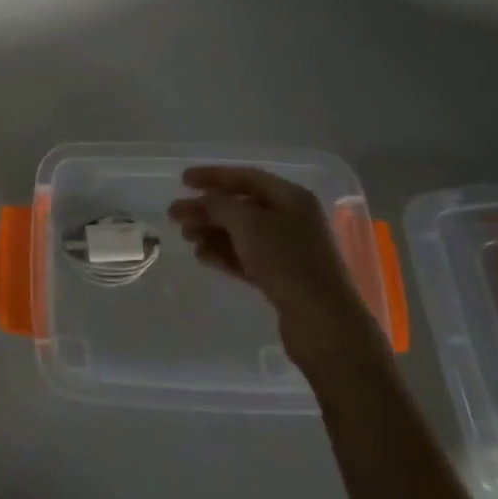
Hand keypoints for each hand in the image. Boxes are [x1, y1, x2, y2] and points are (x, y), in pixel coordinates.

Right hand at [169, 165, 381, 373]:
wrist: (323, 323)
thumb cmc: (286, 262)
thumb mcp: (248, 224)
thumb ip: (220, 204)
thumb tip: (205, 198)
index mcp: (291, 197)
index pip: (246, 177)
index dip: (213, 176)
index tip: (182, 180)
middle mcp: (292, 218)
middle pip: (241, 206)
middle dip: (207, 208)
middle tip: (174, 215)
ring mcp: (289, 249)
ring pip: (242, 233)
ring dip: (212, 232)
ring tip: (186, 238)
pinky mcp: (283, 278)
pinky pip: (247, 257)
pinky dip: (224, 254)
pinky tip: (202, 256)